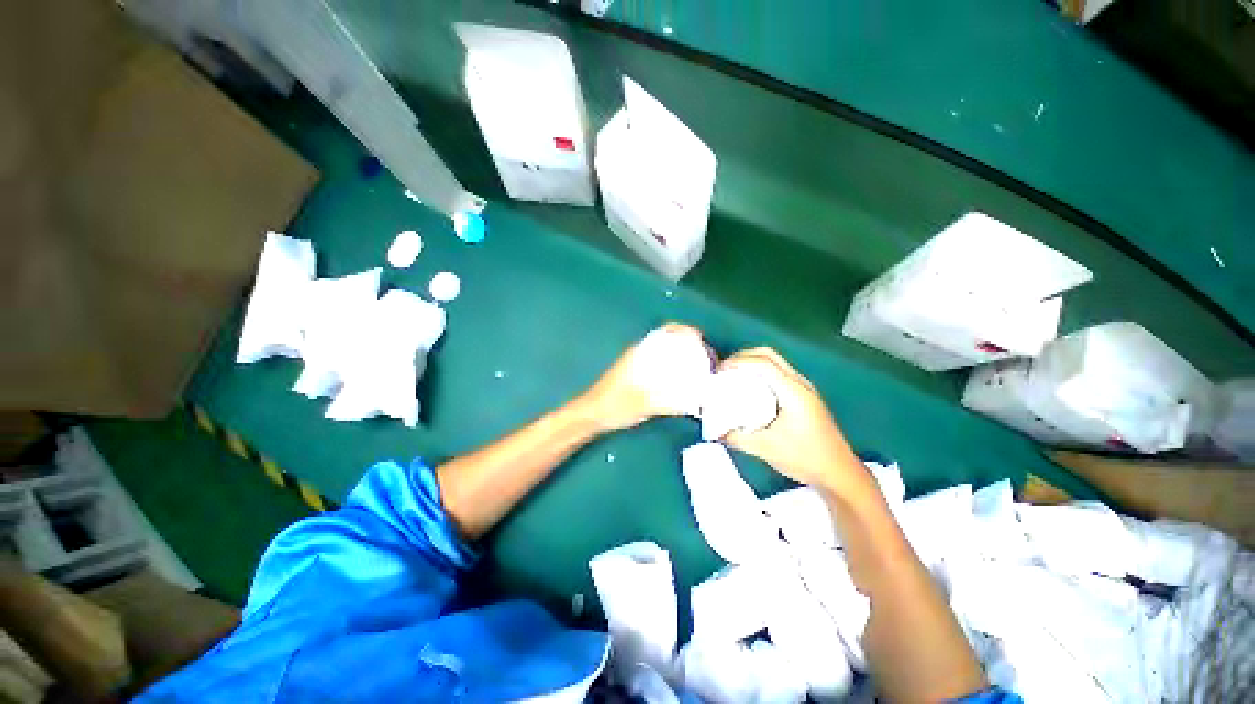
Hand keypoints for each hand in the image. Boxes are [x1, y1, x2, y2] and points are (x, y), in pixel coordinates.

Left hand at [580, 322, 711, 431]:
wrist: (592, 414)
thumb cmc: (615, 406)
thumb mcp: (644, 405)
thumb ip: (670, 403)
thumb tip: (698, 402)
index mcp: (642, 352)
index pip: (667, 330)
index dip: (686, 331)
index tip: (703, 341)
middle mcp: (641, 353)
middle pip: (670, 339)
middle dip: (689, 344)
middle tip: (706, 359)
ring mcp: (639, 363)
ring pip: (665, 352)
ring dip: (682, 356)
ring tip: (699, 369)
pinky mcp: (638, 374)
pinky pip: (661, 364)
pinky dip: (674, 367)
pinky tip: (682, 382)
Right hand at [720, 347, 866, 493]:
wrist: (839, 473)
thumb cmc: (805, 458)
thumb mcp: (765, 449)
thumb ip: (735, 437)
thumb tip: (712, 428)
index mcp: (793, 391)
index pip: (762, 363)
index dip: (737, 361)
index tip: (718, 372)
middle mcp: (799, 383)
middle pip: (768, 354)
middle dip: (742, 356)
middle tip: (723, 371)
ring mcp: (804, 388)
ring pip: (774, 361)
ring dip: (751, 363)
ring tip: (732, 377)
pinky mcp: (803, 396)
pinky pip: (777, 373)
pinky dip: (759, 373)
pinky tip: (749, 389)